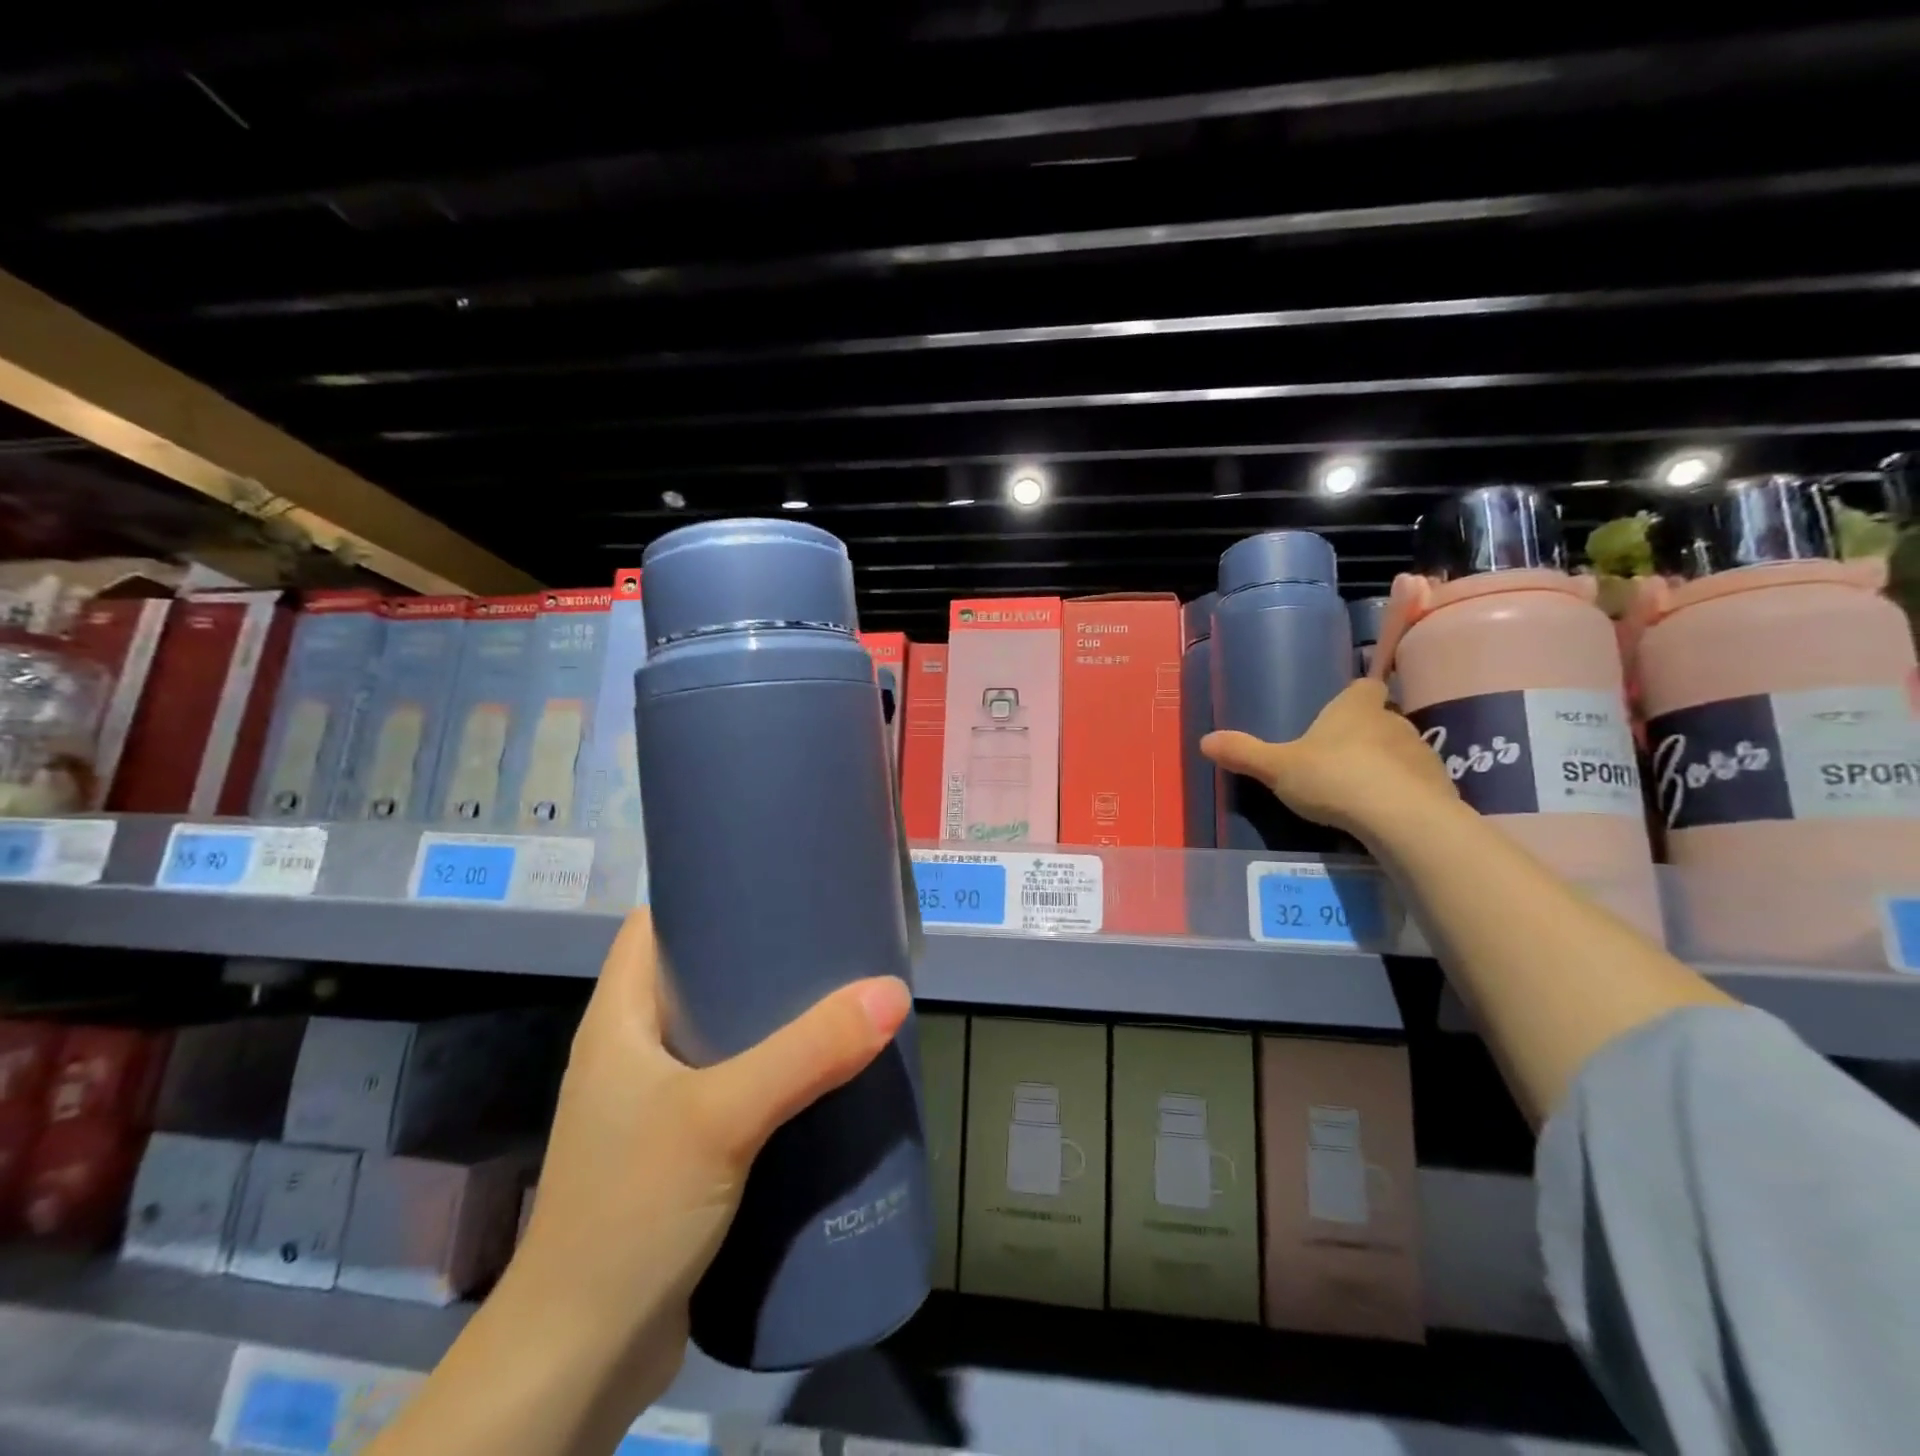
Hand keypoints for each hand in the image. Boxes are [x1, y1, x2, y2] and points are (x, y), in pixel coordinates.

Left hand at [510, 909, 911, 1404]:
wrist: (580, 1361)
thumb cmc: (631, 1211)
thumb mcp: (723, 1117)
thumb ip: (807, 1054)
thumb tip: (891, 992)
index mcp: (619, 1017)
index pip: (655, 924)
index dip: (706, 891)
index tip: (774, 877)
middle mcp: (632, 1049)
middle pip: (698, 973)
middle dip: (758, 952)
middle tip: (826, 935)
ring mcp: (655, 1102)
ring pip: (719, 1032)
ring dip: (771, 1015)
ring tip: (837, 994)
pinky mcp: (681, 1149)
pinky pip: (733, 1083)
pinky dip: (773, 1068)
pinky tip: (821, 1072)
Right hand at [1201, 679, 1458, 841]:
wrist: (1400, 818)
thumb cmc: (1333, 777)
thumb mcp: (1277, 768)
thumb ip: (1244, 753)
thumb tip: (1205, 740)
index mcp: (1356, 707)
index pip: (1364, 687)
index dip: (1354, 697)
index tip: (1342, 712)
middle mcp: (1394, 720)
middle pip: (1382, 718)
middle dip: (1365, 734)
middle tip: (1340, 759)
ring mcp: (1422, 752)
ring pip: (1401, 751)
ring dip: (1386, 764)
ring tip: (1361, 792)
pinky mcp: (1439, 785)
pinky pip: (1417, 783)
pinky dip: (1402, 793)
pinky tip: (1384, 814)